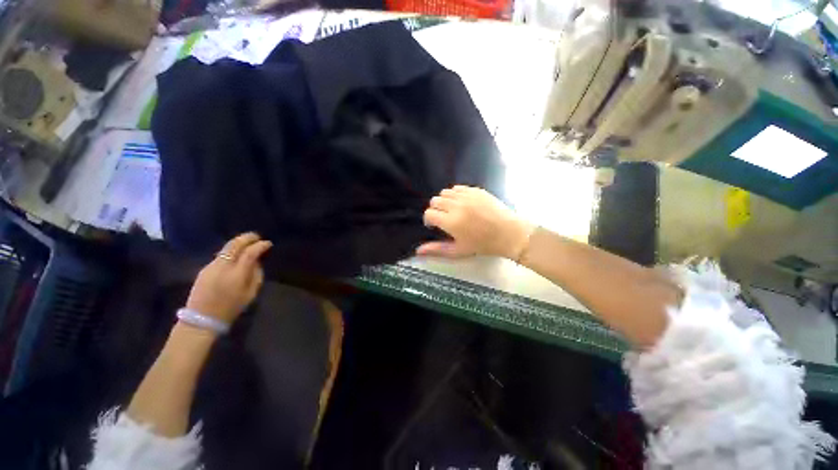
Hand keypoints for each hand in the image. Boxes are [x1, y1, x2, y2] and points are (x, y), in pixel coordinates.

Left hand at [185, 233, 271, 324]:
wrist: (202, 319)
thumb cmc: (231, 308)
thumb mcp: (251, 294)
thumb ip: (256, 275)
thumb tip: (257, 262)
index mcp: (237, 274)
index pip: (250, 252)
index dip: (261, 245)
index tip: (268, 244)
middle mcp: (223, 266)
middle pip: (235, 244)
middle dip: (247, 238)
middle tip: (256, 237)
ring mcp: (211, 266)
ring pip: (226, 248)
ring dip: (238, 243)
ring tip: (247, 244)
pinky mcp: (204, 269)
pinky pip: (220, 256)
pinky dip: (230, 252)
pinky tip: (234, 256)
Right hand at [417, 186, 534, 259]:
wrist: (508, 233)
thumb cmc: (483, 245)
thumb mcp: (458, 250)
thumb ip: (437, 249)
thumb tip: (418, 250)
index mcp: (451, 222)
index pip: (429, 213)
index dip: (429, 220)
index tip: (435, 226)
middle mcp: (456, 205)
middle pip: (434, 201)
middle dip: (435, 210)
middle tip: (444, 219)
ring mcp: (467, 196)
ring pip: (445, 192)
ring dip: (444, 201)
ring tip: (453, 210)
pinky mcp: (476, 190)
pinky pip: (457, 188)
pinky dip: (455, 195)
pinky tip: (462, 204)